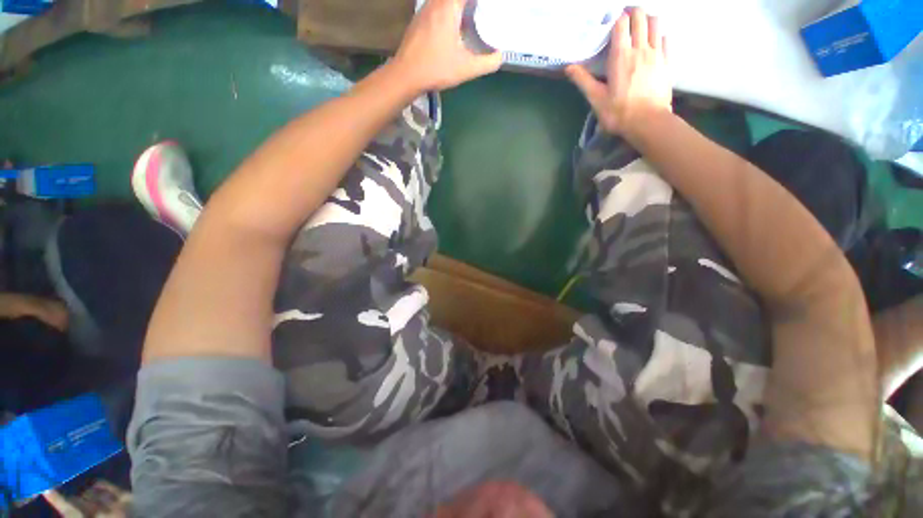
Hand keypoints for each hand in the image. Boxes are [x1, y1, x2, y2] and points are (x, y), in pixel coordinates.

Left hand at [393, 0, 502, 91]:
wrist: (406, 75)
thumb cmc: (436, 69)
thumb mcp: (466, 69)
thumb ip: (487, 63)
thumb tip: (500, 56)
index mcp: (449, 7)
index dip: (479, 1)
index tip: (487, 7)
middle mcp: (436, 2)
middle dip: (469, 4)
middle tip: (479, 11)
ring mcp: (425, 9)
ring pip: (444, 0)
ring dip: (457, 6)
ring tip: (469, 16)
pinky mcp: (419, 19)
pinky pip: (437, 5)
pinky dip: (447, 8)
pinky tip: (453, 26)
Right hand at [566, 8, 672, 139]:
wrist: (648, 122)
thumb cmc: (618, 113)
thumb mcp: (596, 99)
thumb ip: (583, 81)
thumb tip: (568, 67)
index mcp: (621, 56)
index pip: (621, 23)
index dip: (616, 17)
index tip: (611, 21)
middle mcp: (640, 49)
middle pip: (640, 17)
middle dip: (632, 13)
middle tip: (625, 20)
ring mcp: (656, 54)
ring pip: (655, 23)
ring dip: (647, 20)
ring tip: (639, 27)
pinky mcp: (667, 62)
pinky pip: (665, 39)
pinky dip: (658, 35)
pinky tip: (653, 42)